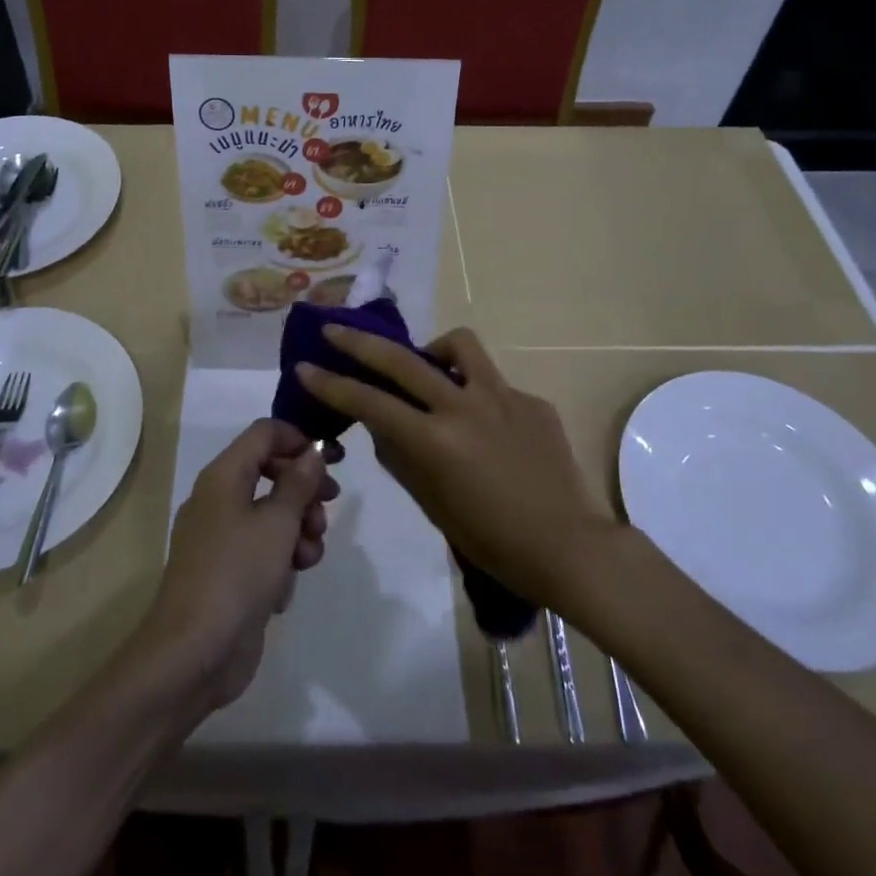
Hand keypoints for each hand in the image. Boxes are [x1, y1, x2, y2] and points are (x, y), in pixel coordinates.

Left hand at [137, 420, 336, 714]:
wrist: (193, 653)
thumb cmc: (237, 574)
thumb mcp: (278, 523)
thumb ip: (299, 483)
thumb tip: (312, 453)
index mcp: (224, 475)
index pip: (265, 433)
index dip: (300, 440)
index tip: (332, 463)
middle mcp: (220, 499)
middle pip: (272, 472)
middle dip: (305, 491)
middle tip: (327, 509)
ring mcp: (222, 538)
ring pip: (272, 515)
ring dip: (298, 531)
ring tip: (308, 557)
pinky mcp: (229, 573)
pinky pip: (263, 551)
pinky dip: (280, 562)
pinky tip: (285, 589)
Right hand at [294, 326, 609, 604]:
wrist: (569, 546)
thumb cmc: (494, 541)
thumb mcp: (434, 505)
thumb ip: (402, 459)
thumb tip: (384, 427)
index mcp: (436, 440)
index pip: (370, 402)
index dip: (332, 384)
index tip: (306, 366)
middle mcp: (464, 406)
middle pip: (402, 359)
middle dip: (360, 342)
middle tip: (335, 330)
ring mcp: (502, 396)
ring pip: (458, 345)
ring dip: (432, 349)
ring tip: (428, 367)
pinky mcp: (530, 399)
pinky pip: (493, 383)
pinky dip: (476, 393)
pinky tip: (485, 423)